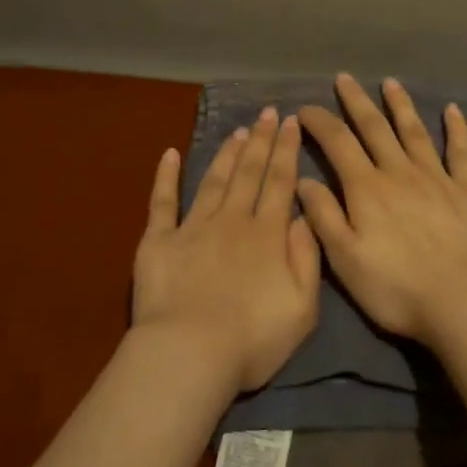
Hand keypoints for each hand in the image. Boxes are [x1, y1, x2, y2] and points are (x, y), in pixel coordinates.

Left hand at [133, 107, 321, 393]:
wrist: (191, 353)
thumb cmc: (253, 339)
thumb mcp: (303, 307)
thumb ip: (307, 258)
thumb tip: (304, 217)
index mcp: (268, 235)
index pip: (281, 183)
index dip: (287, 151)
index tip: (291, 122)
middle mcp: (233, 221)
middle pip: (249, 173)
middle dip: (260, 140)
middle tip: (266, 113)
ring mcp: (193, 227)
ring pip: (214, 180)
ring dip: (226, 153)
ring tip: (237, 131)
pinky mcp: (159, 241)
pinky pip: (162, 202)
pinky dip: (166, 176)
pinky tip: (170, 153)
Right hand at [296, 74, 466, 347]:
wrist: (463, 302)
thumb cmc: (396, 287)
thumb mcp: (345, 259)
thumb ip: (323, 216)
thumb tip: (303, 179)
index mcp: (366, 188)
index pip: (337, 142)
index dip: (319, 121)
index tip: (304, 108)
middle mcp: (399, 172)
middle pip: (375, 127)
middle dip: (357, 102)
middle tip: (345, 79)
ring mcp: (436, 178)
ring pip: (414, 131)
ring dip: (401, 105)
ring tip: (391, 83)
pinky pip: (460, 152)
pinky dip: (456, 129)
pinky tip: (453, 110)